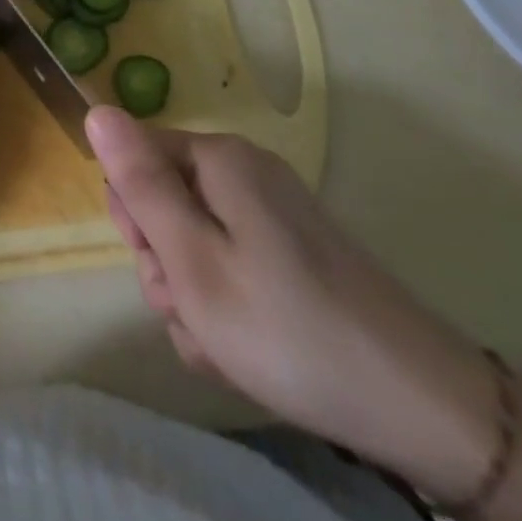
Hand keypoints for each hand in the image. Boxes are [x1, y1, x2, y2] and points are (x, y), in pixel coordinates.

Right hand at [87, 107, 502, 504]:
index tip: (160, 264)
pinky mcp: (294, 254)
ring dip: (193, 296)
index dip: (133, 215)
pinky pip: (231, 267)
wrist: (425, 411)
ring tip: (224, 343)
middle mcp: (244, 173)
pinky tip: (248, 350)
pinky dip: (227, 307)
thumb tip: (96, 109)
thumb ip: (139, 183)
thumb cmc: (287, 330)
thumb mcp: (191, 259)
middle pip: (164, 202)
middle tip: (193, 310)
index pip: (133, 158)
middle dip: (164, 262)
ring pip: (194, 243)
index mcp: (218, 160)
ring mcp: (274, 214)